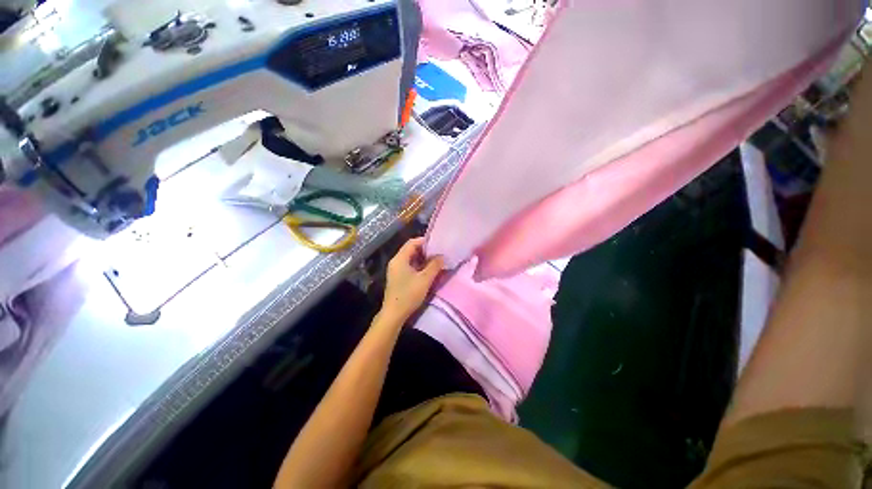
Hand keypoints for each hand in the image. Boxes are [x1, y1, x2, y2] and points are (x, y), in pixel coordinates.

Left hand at [379, 237, 443, 324]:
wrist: (394, 314)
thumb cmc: (409, 295)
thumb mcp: (425, 279)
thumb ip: (434, 266)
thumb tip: (442, 256)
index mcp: (400, 259)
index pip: (412, 242)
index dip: (425, 241)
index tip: (437, 244)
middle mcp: (396, 262)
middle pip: (411, 250)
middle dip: (425, 251)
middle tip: (439, 253)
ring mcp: (396, 270)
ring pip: (411, 259)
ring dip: (423, 259)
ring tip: (436, 261)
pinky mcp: (398, 278)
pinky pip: (409, 266)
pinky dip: (419, 266)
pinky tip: (428, 271)